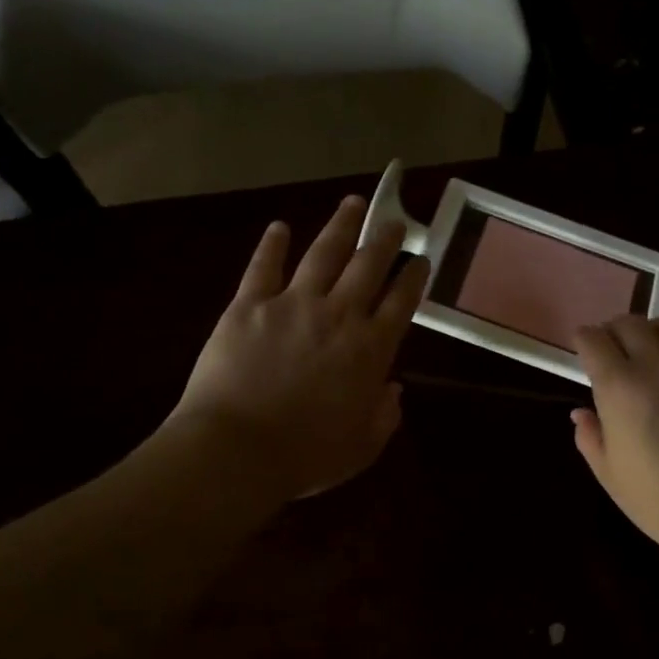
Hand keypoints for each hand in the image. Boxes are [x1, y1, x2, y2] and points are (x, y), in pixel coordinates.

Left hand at [162, 195, 429, 500]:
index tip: (421, 258)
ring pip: (323, 253)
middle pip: (368, 265)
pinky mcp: (248, 305)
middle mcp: (338, 315)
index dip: (414, 276)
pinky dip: (273, 245)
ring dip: (340, 226)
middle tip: (393, 219)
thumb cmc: (306, 456)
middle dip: (384, 239)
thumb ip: (384, 416)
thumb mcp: (362, 447)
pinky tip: (279, 227)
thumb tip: (393, 390)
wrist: (237, 450)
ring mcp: (292, 304)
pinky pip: (264, 267)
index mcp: (370, 349)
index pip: (401, 301)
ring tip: (353, 202)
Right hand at [572, 315, 658, 565]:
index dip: (585, 340)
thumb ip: (591, 438)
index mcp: (619, 387)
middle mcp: (657, 365)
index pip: (593, 339)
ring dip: (656, 332)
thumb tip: (582, 414)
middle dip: (616, 330)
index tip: (584, 348)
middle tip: (616, 349)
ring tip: (656, 353)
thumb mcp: (610, 475)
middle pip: (630, 322)